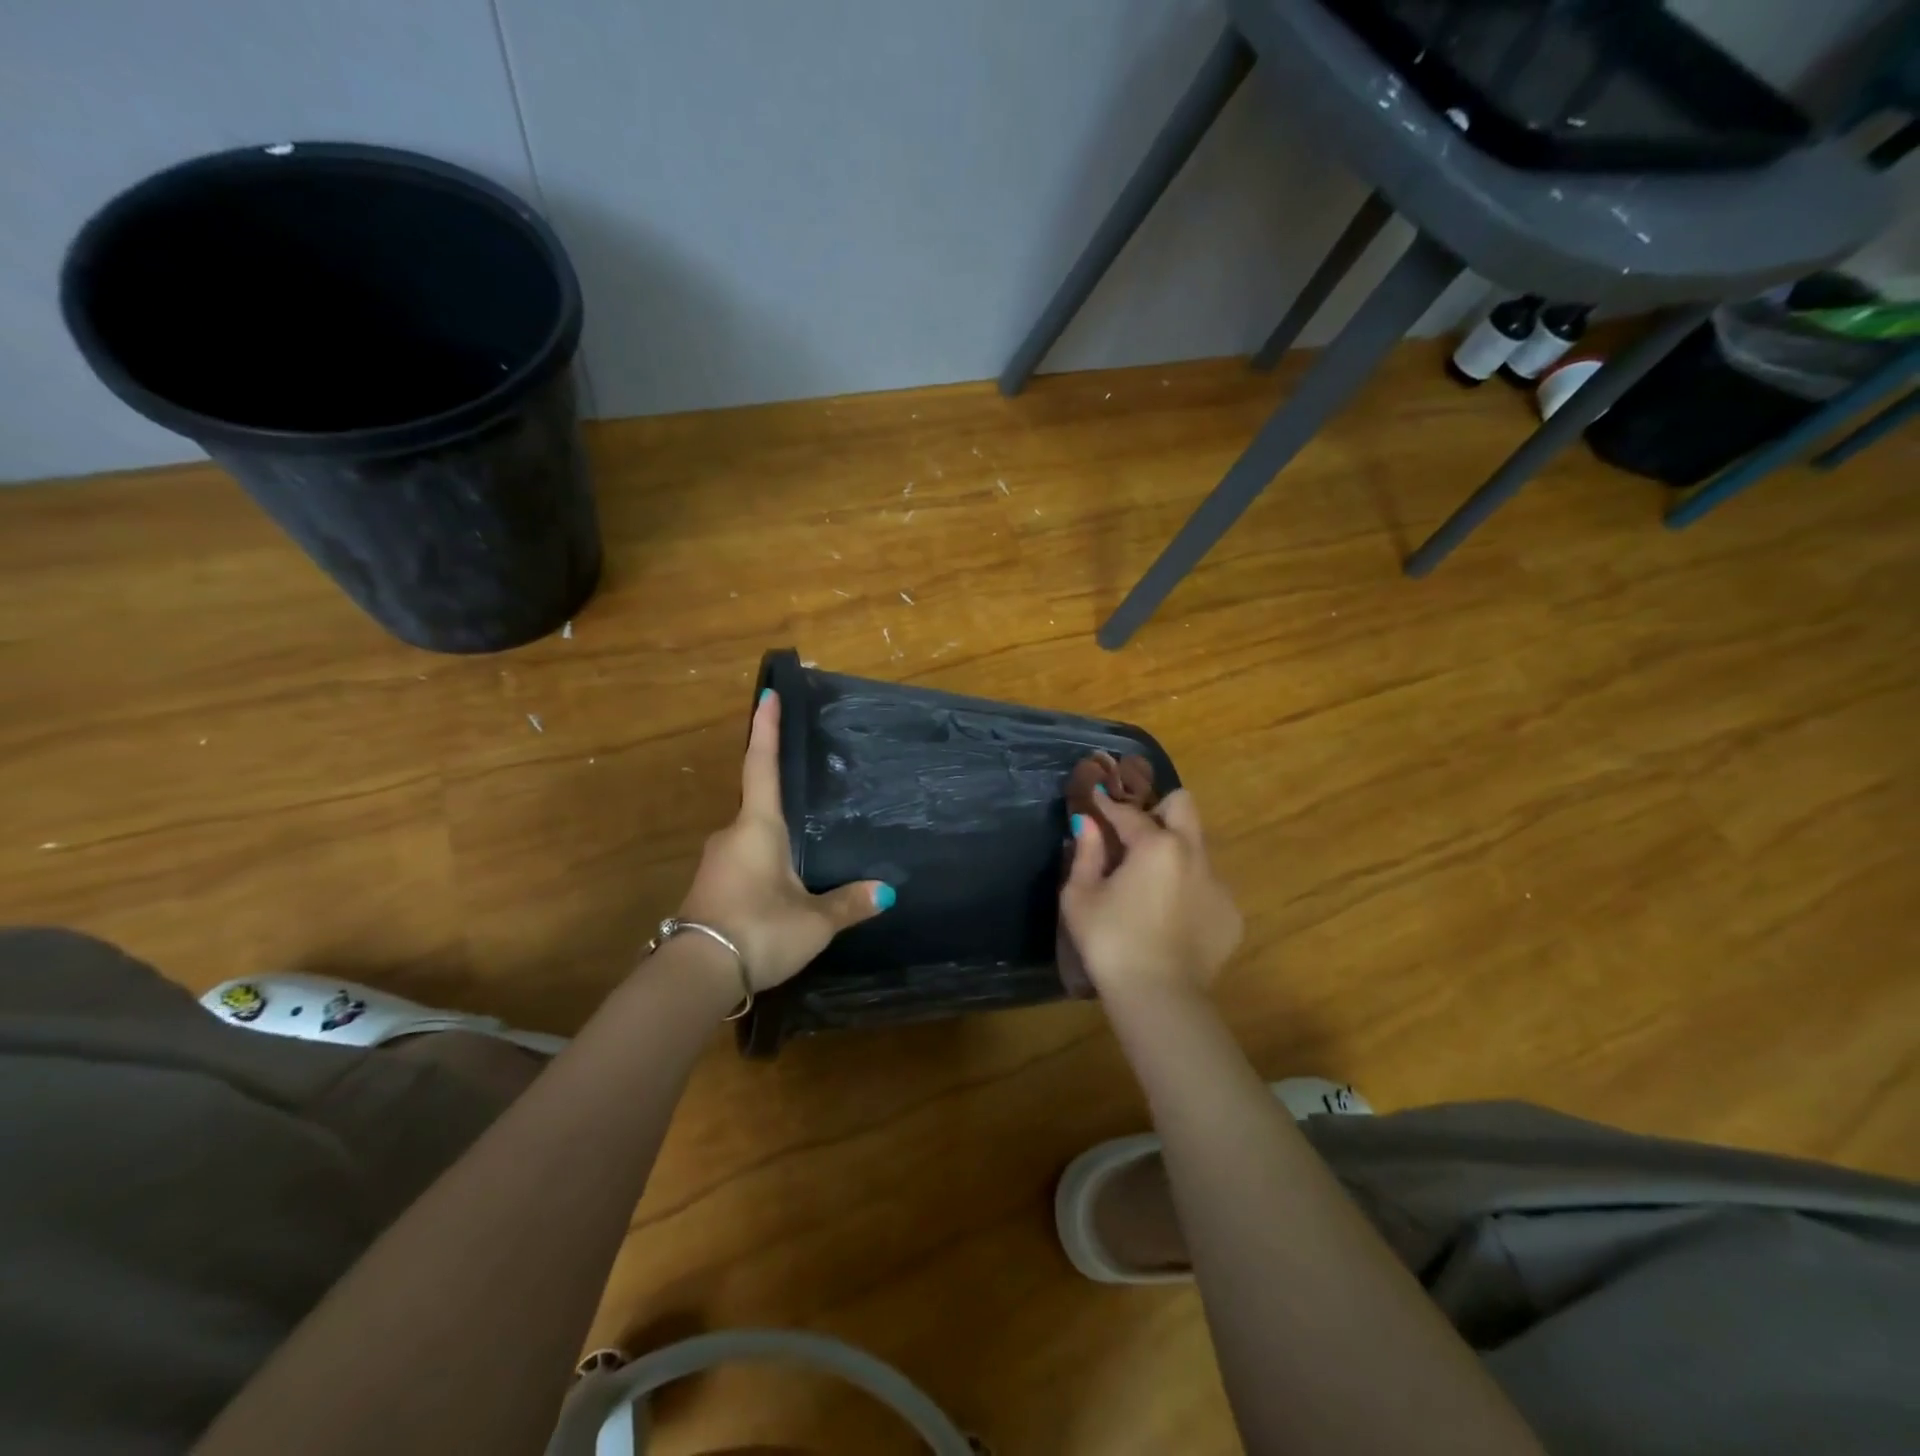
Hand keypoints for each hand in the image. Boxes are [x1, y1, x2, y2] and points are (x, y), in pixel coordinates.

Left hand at [676, 689, 892, 989]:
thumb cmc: (759, 929)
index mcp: (758, 826)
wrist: (696, 975)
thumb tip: (887, 891)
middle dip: (780, 802)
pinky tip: (780, 889)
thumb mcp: (813, 921)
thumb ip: (848, 903)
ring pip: (750, 840)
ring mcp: (716, 862)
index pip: (762, 765)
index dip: (766, 729)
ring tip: (803, 855)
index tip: (766, 694)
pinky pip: (742, 864)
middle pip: (757, 805)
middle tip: (808, 800)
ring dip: (773, 843)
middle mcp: (732, 835)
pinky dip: (763, 867)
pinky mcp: (709, 889)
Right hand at [1060, 789, 1241, 999]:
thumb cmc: (1110, 941)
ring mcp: (1218, 885)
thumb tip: (1085, 822)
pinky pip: (1208, 886)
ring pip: (1198, 848)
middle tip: (1136, 830)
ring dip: (1175, 851)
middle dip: (1159, 809)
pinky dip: (1189, 889)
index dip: (1109, 804)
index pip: (1129, 812)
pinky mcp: (1231, 915)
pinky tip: (1170, 917)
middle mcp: (1194, 854)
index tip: (1097, 796)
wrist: (1159, 996)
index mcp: (1156, 845)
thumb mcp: (1081, 896)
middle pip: (1184, 806)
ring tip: (1151, 881)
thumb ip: (1085, 853)